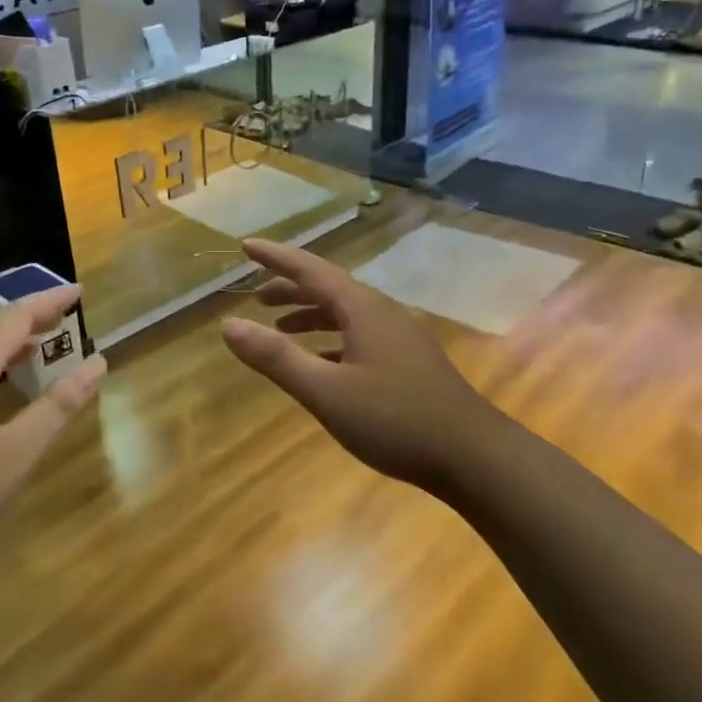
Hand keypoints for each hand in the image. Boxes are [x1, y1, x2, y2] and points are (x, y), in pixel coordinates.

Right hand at [220, 239, 496, 491]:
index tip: (246, 246)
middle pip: (329, 289)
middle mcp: (382, 314)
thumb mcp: (326, 391)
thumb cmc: (395, 419)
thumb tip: (228, 325)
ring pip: (346, 314)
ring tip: (281, 328)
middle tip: (257, 296)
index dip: (276, 258)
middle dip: (290, 289)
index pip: (310, 270)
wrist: (473, 456)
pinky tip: (323, 363)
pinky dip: (332, 341)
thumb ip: (276, 358)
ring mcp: (400, 338)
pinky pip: (360, 337)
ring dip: (311, 315)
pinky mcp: (408, 363)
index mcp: (362, 309)